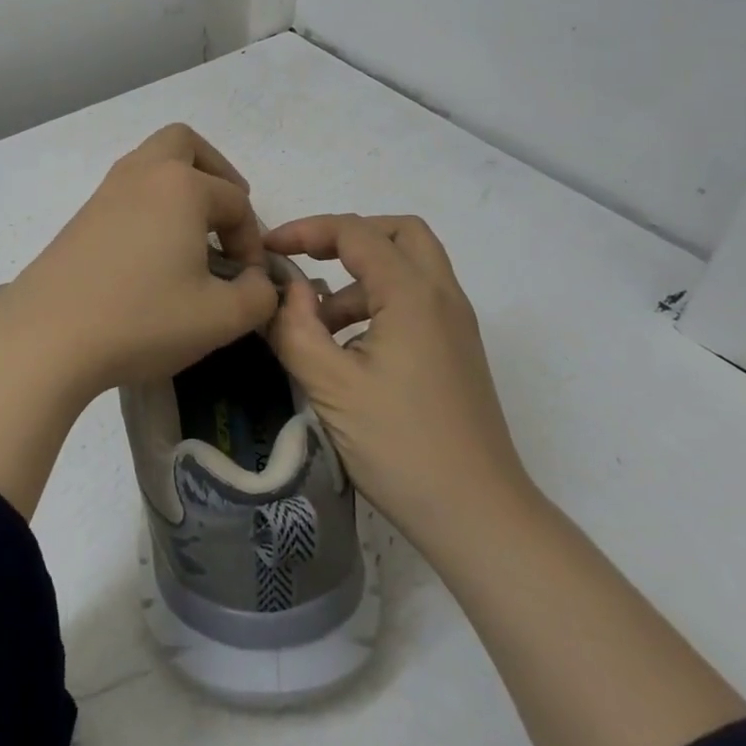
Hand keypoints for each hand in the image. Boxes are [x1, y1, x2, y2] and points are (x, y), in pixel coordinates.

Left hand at [0, 125, 280, 517]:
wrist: (47, 337)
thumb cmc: (141, 319)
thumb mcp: (220, 318)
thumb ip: (258, 296)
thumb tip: (256, 282)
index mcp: (181, 186)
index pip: (235, 201)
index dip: (251, 240)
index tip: (247, 281)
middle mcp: (142, 174)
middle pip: (184, 143)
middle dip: (215, 171)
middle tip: (226, 213)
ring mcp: (105, 192)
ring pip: (150, 163)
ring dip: (180, 186)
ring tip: (194, 233)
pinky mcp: (81, 217)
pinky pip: (127, 191)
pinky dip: (150, 204)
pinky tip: (153, 251)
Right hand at [265, 213, 532, 550]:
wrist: (477, 514)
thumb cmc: (400, 445)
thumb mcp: (331, 386)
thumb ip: (296, 327)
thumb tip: (285, 290)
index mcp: (412, 294)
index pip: (356, 232)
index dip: (306, 230)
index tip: (268, 250)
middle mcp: (442, 296)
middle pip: (398, 233)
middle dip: (348, 237)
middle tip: (309, 260)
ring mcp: (455, 325)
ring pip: (409, 268)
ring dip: (359, 277)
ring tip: (317, 324)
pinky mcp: (456, 352)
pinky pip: (415, 302)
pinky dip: (377, 303)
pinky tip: (346, 350)